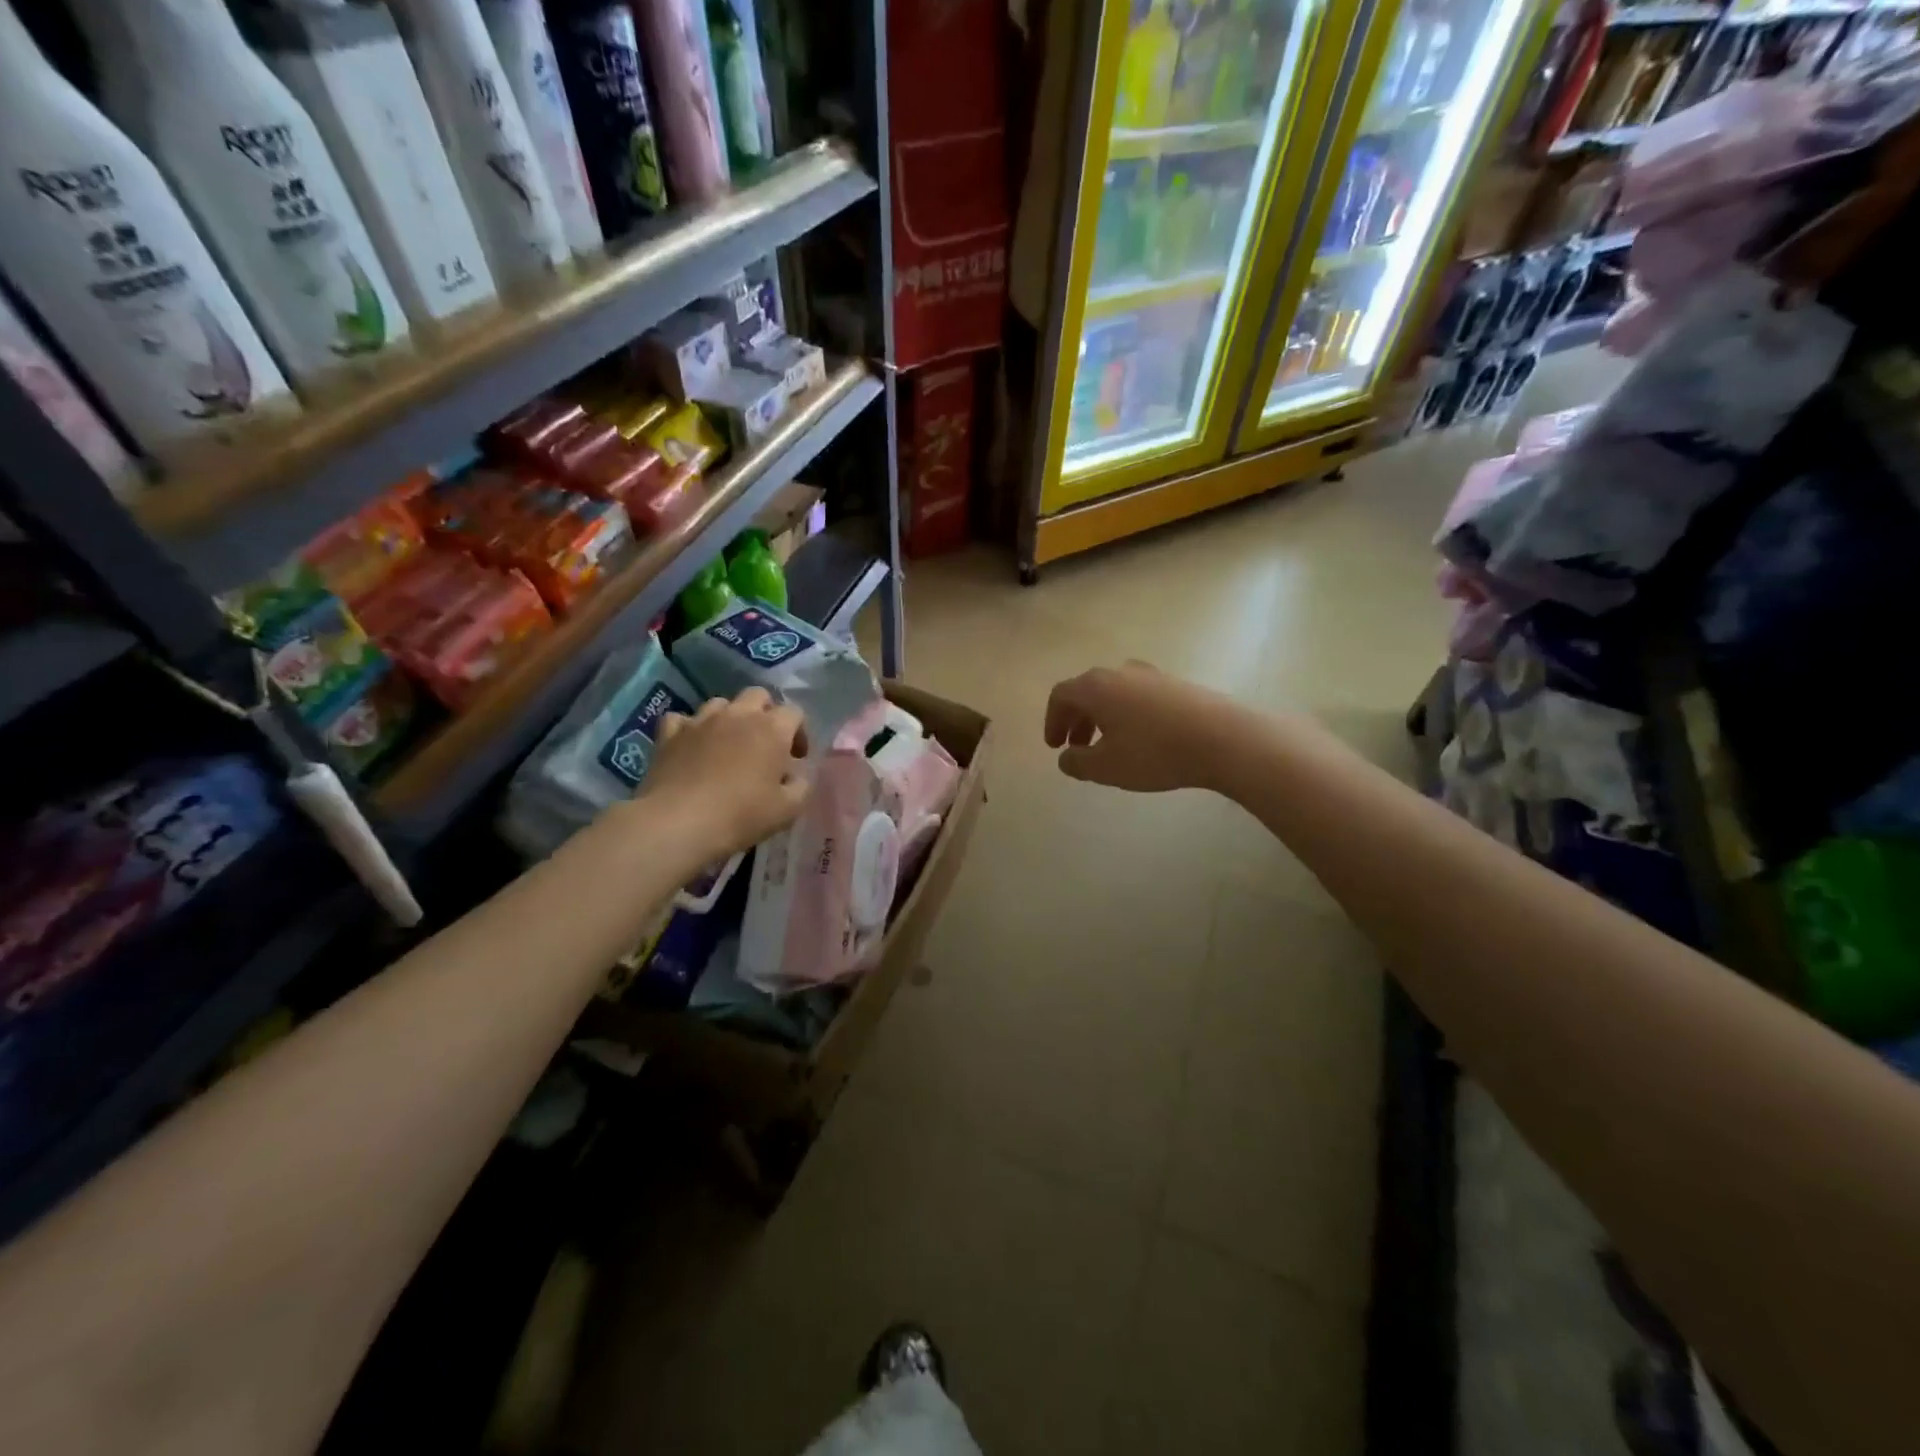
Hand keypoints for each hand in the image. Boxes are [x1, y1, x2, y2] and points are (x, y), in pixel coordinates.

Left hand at [646, 688, 809, 858]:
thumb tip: (796, 776)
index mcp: (772, 729)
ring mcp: (701, 720)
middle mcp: (738, 715)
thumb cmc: (741, 815)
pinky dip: (690, 729)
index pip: (794, 712)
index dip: (799, 732)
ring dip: (729, 718)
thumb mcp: (788, 810)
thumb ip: (801, 786)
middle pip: (758, 695)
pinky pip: (682, 719)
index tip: (796, 758)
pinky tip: (691, 747)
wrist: (678, 823)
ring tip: (728, 745)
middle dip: (766, 713)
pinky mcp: (670, 733)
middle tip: (765, 744)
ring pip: (720, 703)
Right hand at [1044, 661, 1240, 793]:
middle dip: (1077, 720)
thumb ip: (1077, 763)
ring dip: (1103, 718)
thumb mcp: (1106, 767)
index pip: (1061, 695)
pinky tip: (1142, 740)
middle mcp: (1120, 672)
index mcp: (1096, 687)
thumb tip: (1066, 757)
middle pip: (1087, 691)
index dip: (1052, 721)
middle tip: (1077, 747)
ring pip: (1115, 694)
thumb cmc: (1154, 752)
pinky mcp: (1177, 684)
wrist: (1222, 738)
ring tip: (1109, 746)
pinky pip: (1139, 697)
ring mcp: (1152, 675)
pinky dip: (1128, 715)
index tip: (1055, 746)